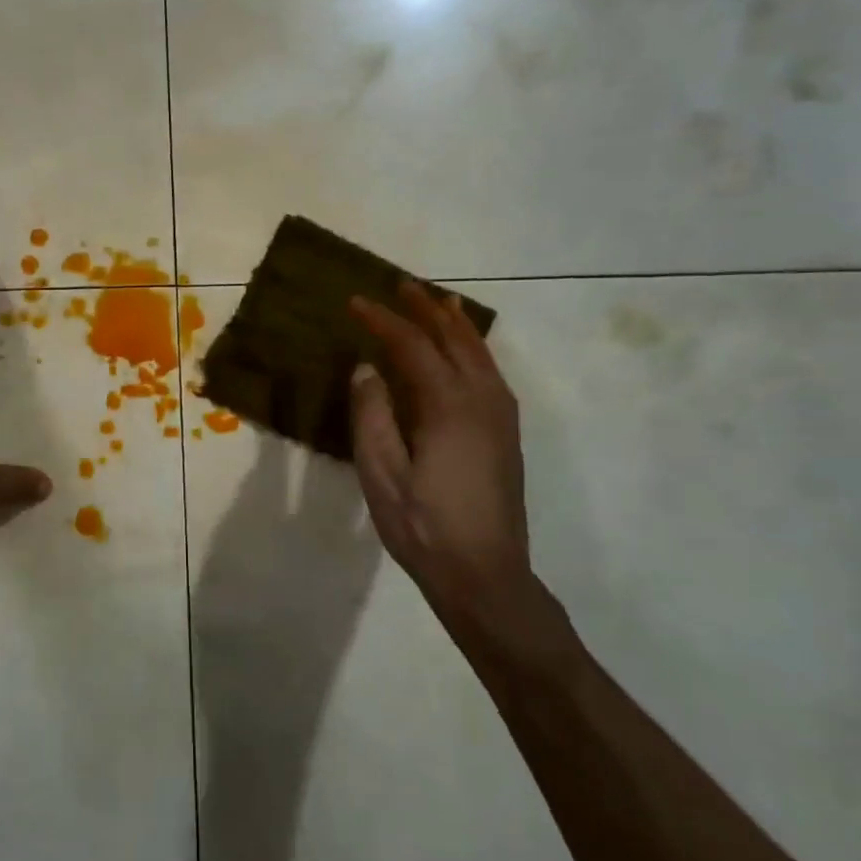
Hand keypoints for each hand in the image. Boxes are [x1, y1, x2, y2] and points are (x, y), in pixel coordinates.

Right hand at [349, 284, 557, 659]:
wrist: (485, 575)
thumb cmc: (424, 527)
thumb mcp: (381, 474)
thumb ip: (371, 416)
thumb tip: (365, 369)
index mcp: (448, 406)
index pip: (412, 346)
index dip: (382, 321)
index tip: (354, 302)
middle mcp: (482, 400)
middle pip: (454, 339)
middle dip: (425, 309)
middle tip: (400, 285)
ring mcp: (500, 416)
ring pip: (479, 353)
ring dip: (454, 324)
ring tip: (438, 302)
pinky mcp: (506, 434)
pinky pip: (489, 372)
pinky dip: (472, 349)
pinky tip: (463, 353)